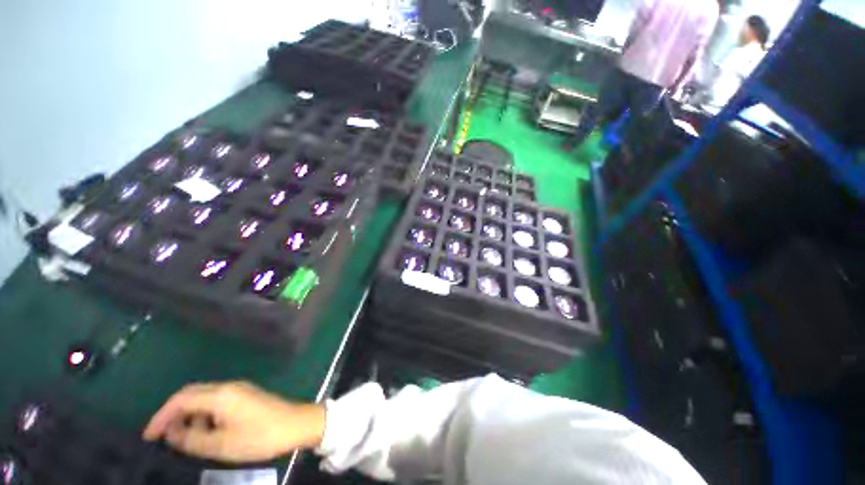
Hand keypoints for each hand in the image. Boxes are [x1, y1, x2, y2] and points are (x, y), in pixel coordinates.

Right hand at [142, 381, 325, 462]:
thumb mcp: (222, 445)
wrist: (296, 424)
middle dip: (173, 413)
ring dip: (189, 415)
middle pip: (192, 394)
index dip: (161, 416)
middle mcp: (229, 387)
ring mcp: (239, 389)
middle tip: (161, 437)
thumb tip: (172, 434)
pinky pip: (217, 402)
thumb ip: (193, 439)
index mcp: (221, 395)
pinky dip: (204, 415)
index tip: (148, 436)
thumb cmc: (260, 436)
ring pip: (204, 398)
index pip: (181, 399)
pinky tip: (205, 432)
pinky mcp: (246, 396)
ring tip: (183, 439)